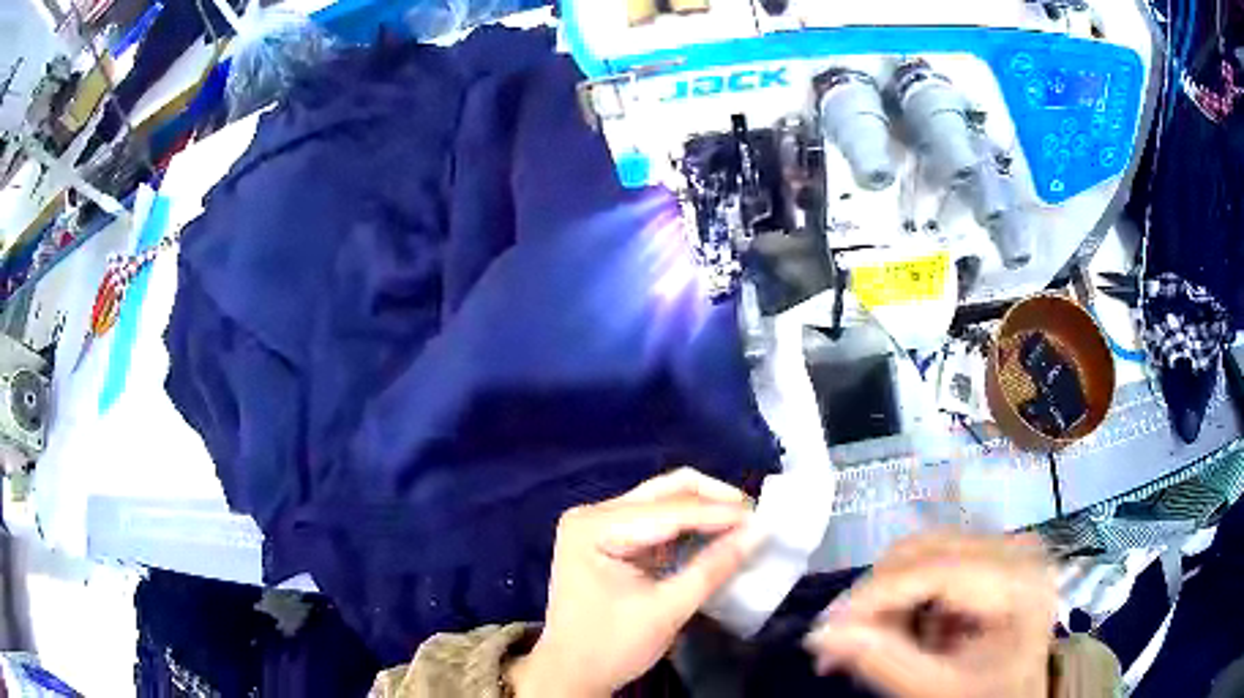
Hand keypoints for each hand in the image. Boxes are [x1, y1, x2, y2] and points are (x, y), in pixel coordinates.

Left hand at [508, 468, 764, 697]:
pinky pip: (657, 521)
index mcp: (594, 527)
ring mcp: (598, 525)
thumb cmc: (612, 647)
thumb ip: (713, 568)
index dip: (720, 513)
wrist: (571, 674)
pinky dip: (688, 527)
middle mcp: (592, 514)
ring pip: (663, 501)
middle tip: (754, 516)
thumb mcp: (667, 610)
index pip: (668, 510)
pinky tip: (716, 535)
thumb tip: (759, 532)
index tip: (763, 519)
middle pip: (664, 491)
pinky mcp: (609, 539)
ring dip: (703, 511)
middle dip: (713, 501)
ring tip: (742, 524)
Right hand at [804, 532, 1055, 697]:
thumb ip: (884, 663)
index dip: (875, 597)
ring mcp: (1006, 545)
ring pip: (923, 551)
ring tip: (866, 642)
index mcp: (1020, 584)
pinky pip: (933, 560)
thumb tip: (821, 634)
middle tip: (839, 643)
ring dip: (885, 597)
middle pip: (927, 550)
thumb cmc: (988, 696)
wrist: (1020, 693)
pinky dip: (904, 595)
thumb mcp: (939, 690)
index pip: (938, 570)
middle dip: (875, 597)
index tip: (824, 630)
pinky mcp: (993, 553)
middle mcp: (1018, 549)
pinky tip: (899, 630)